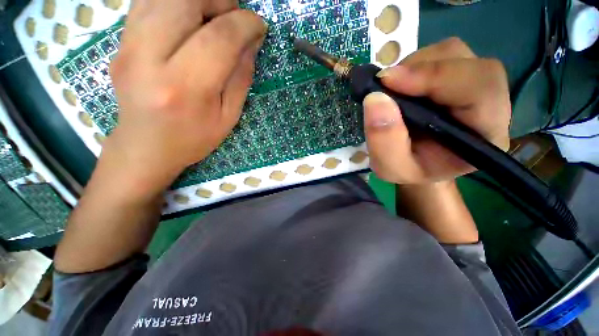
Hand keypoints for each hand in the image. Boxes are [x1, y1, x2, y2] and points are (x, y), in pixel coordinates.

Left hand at [104, 0, 266, 196]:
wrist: (146, 146)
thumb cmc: (193, 138)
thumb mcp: (229, 117)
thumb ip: (241, 78)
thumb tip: (251, 42)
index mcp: (186, 88)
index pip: (219, 38)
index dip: (245, 24)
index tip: (259, 26)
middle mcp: (149, 59)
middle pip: (184, 1)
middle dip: (219, 1)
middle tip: (234, 17)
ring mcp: (127, 47)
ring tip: (214, 16)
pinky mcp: (119, 42)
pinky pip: (147, 3)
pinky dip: (174, 2)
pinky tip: (189, 18)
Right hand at [363, 37, 511, 183]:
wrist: (420, 163)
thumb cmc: (410, 170)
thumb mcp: (390, 167)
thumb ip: (384, 141)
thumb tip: (374, 98)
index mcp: (485, 133)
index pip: (479, 89)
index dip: (434, 77)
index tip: (388, 81)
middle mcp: (491, 103)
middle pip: (467, 62)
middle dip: (420, 69)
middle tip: (384, 85)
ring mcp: (476, 84)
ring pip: (453, 53)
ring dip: (414, 66)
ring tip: (392, 89)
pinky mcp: (460, 75)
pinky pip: (440, 56)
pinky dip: (414, 65)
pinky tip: (401, 86)